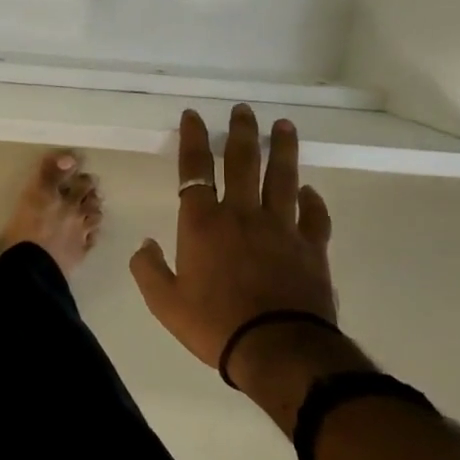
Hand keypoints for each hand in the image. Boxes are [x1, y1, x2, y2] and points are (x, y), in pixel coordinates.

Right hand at [130, 106, 339, 379]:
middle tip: (245, 110)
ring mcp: (281, 229)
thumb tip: (145, 244)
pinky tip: (309, 190)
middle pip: (243, 162)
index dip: (194, 139)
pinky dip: (312, 200)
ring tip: (284, 126)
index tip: (194, 116)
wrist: (277, 349)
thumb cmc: (214, 324)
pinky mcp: (311, 248)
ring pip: (282, 178)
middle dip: (242, 132)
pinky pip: (314, 216)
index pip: (195, 170)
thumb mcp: (164, 302)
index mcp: (202, 224)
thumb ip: (148, 269)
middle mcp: (242, 215)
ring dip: (283, 150)